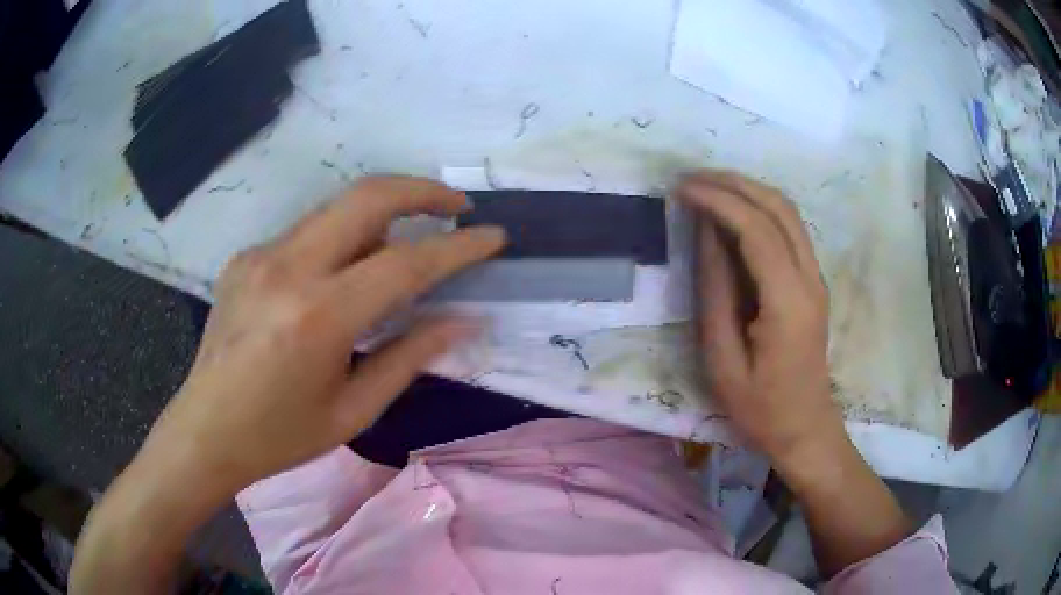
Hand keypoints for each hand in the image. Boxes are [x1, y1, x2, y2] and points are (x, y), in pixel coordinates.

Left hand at [144, 176, 504, 496]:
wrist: (205, 430)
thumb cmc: (280, 436)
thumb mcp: (353, 410)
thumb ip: (409, 357)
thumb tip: (463, 320)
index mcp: (317, 317)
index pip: (405, 263)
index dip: (458, 247)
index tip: (493, 237)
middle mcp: (286, 268)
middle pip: (367, 196)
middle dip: (422, 190)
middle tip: (456, 208)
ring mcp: (260, 254)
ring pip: (337, 208)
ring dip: (383, 211)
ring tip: (409, 239)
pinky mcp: (246, 256)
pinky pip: (308, 231)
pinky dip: (342, 238)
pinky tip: (344, 273)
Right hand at [678, 171, 841, 472]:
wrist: (805, 427)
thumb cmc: (760, 407)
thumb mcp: (723, 359)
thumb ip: (715, 292)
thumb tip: (706, 234)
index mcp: (788, 301)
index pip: (756, 229)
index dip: (718, 200)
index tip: (681, 188)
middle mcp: (810, 279)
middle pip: (778, 207)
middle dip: (733, 183)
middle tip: (691, 178)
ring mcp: (816, 277)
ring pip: (788, 211)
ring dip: (748, 189)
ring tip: (708, 186)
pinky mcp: (813, 281)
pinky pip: (790, 228)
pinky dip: (760, 208)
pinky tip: (734, 210)